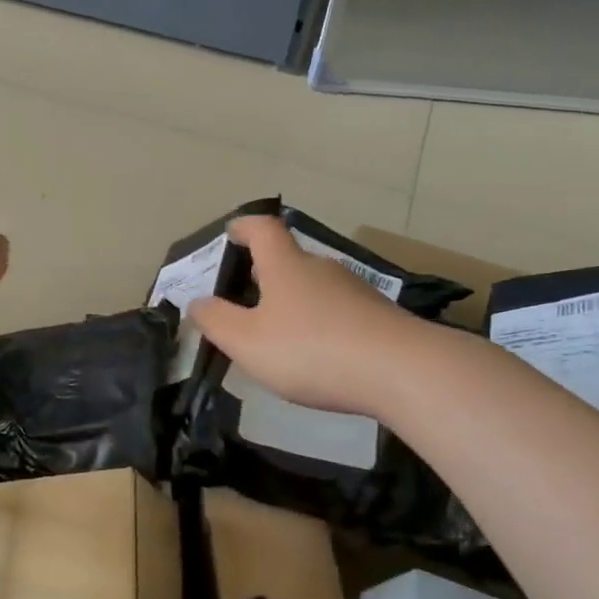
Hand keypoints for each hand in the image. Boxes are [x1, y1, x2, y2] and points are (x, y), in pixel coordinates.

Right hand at [191, 216, 418, 416]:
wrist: (401, 371)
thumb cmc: (310, 350)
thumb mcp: (247, 342)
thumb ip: (217, 322)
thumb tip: (198, 302)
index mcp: (286, 266)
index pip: (263, 229)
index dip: (244, 227)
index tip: (230, 233)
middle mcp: (322, 268)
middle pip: (289, 259)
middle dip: (265, 273)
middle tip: (245, 298)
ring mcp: (355, 291)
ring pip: (314, 287)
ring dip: (294, 301)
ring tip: (278, 333)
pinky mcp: (378, 316)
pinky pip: (337, 311)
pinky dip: (320, 322)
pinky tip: (317, 354)